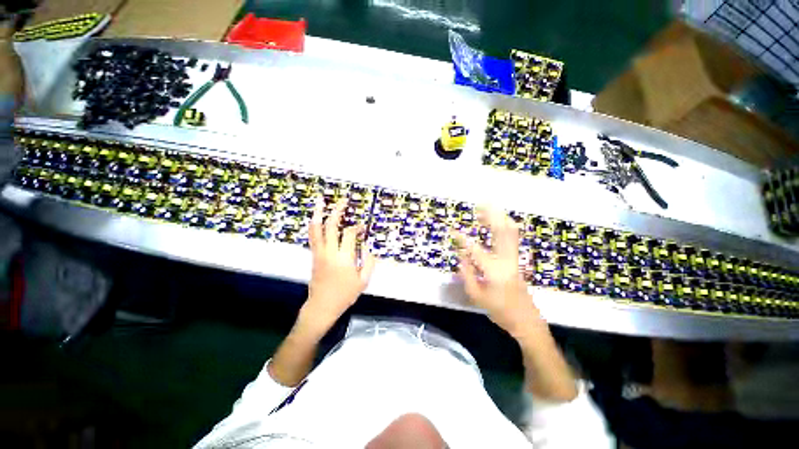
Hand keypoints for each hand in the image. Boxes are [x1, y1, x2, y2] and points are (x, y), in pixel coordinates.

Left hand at [300, 198, 375, 333]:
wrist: (322, 306)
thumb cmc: (345, 295)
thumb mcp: (363, 281)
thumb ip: (369, 262)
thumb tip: (368, 245)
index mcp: (344, 258)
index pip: (349, 234)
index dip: (357, 227)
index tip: (362, 227)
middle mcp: (330, 252)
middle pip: (331, 226)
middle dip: (337, 211)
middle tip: (342, 200)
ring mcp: (319, 253)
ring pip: (316, 229)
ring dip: (318, 213)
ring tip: (320, 201)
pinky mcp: (314, 256)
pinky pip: (313, 236)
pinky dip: (314, 225)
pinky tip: (316, 218)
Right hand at [453, 207, 539, 338]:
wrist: (526, 320)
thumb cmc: (499, 310)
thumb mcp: (476, 296)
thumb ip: (467, 274)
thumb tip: (461, 255)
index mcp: (493, 271)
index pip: (475, 250)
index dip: (462, 239)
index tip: (452, 231)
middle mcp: (506, 260)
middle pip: (501, 231)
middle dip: (490, 215)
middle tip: (480, 205)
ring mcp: (514, 258)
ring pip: (510, 231)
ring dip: (499, 218)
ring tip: (486, 210)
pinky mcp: (517, 259)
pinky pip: (513, 237)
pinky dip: (505, 226)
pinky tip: (497, 222)